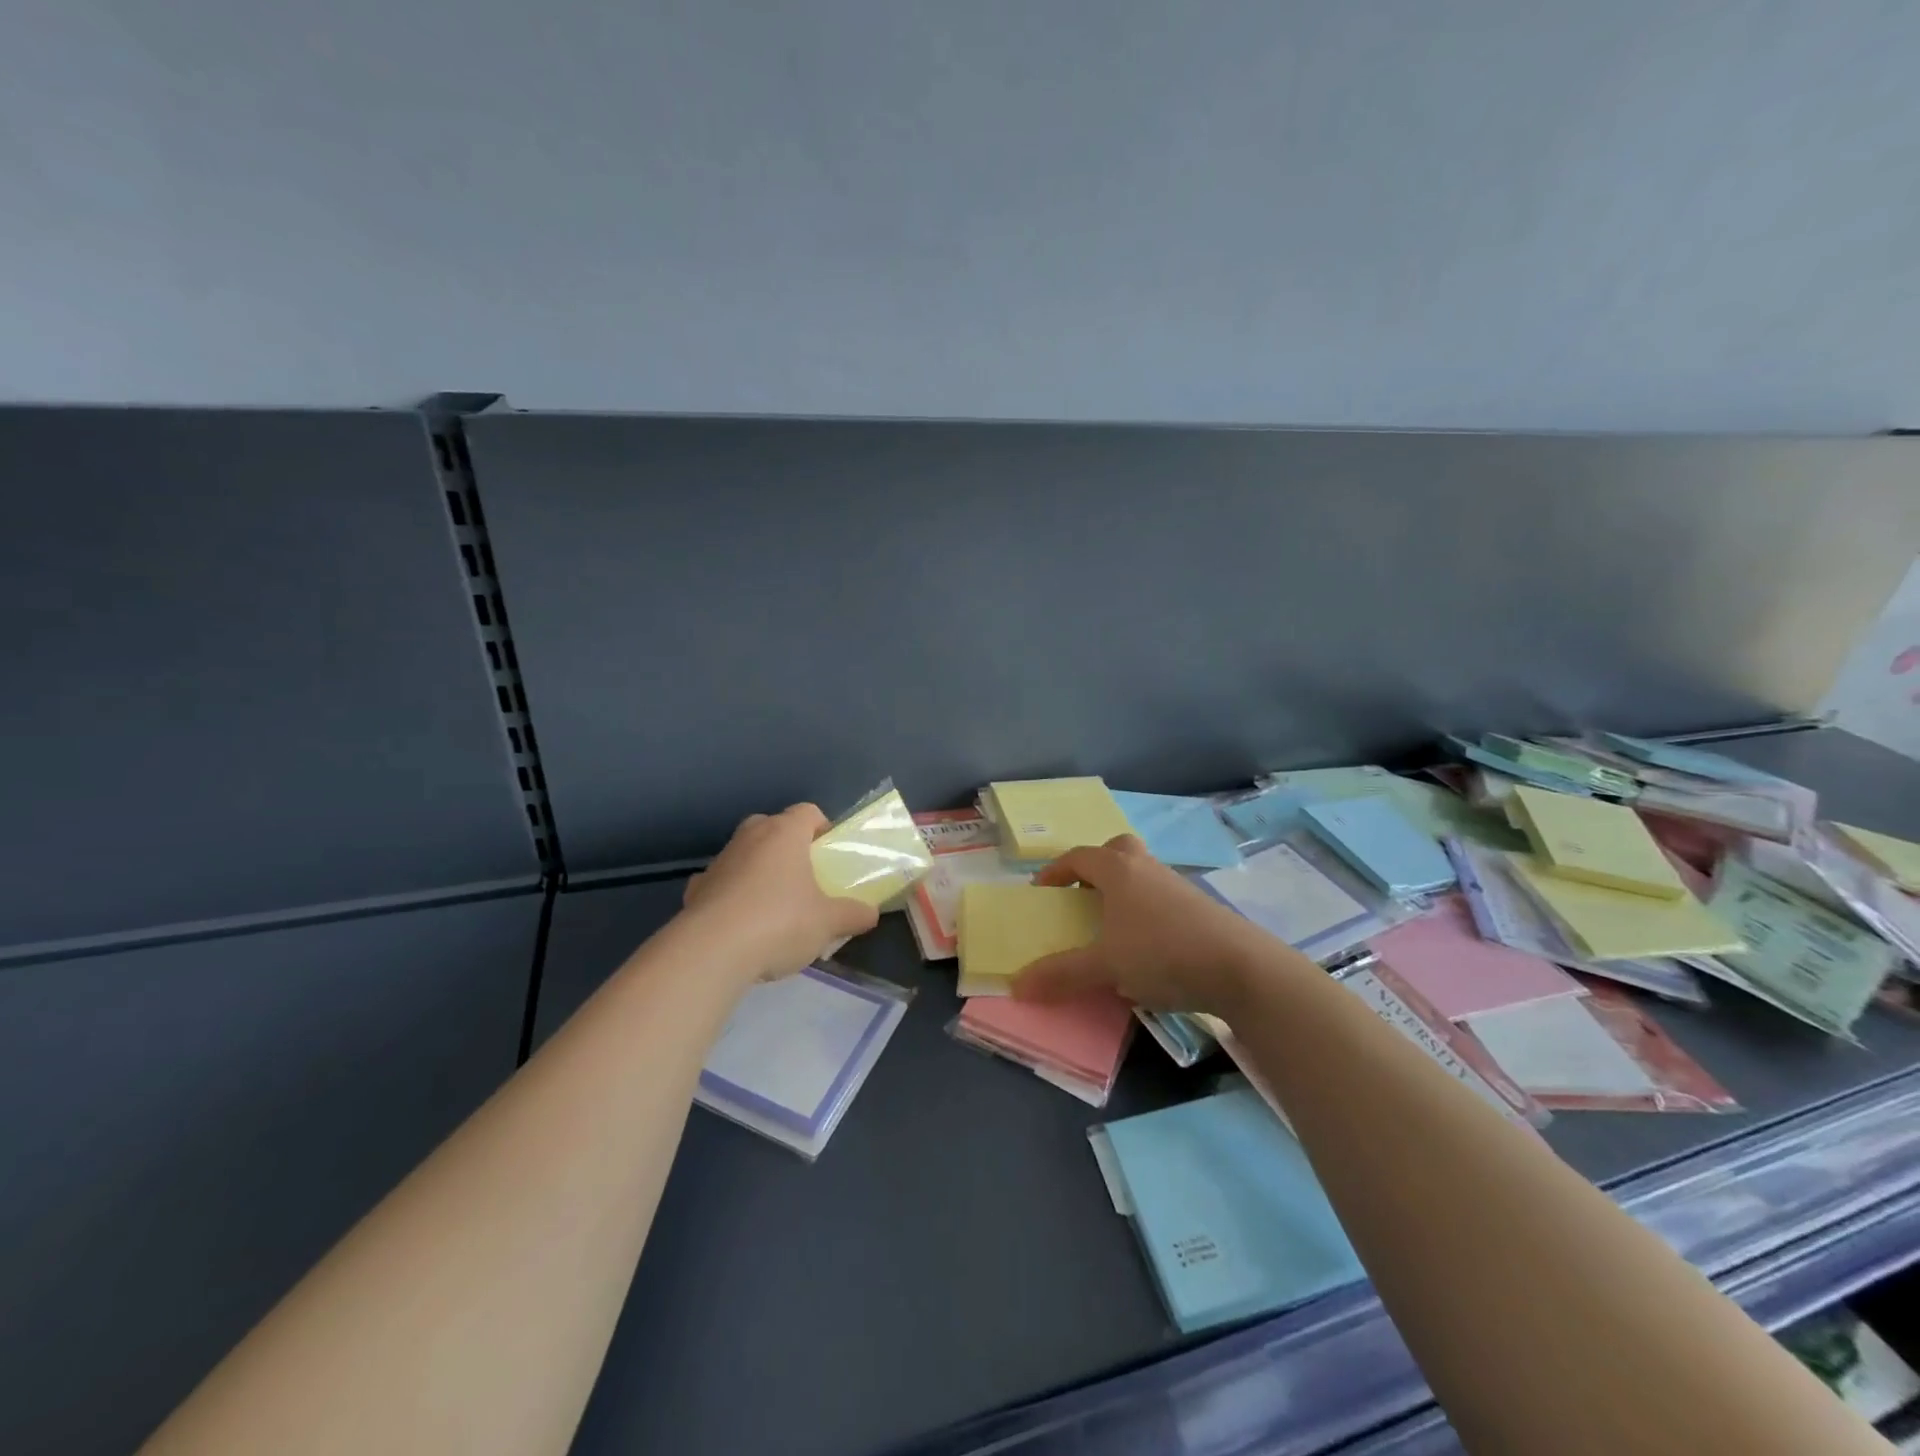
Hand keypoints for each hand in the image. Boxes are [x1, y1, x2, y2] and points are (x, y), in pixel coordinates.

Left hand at [680, 804, 879, 983]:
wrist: (712, 951)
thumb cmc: (780, 922)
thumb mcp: (829, 922)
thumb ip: (853, 914)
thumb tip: (871, 913)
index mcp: (785, 833)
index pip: (808, 812)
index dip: (822, 828)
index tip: (830, 855)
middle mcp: (750, 837)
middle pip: (773, 827)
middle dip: (788, 847)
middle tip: (804, 877)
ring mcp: (719, 861)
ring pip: (744, 854)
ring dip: (758, 871)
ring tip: (773, 907)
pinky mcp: (696, 889)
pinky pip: (719, 884)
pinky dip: (730, 896)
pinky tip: (739, 924)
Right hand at [1012, 835, 1269, 1014]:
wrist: (1240, 967)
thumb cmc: (1162, 953)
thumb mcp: (1105, 967)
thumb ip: (1061, 974)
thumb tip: (1016, 986)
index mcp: (1118, 870)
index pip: (1079, 856)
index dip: (1055, 870)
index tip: (1041, 893)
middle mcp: (1147, 868)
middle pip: (1117, 850)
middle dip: (1095, 867)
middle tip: (1083, 895)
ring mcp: (1177, 885)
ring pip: (1142, 873)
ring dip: (1122, 890)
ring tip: (1110, 927)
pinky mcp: (1200, 907)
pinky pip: (1161, 897)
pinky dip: (1145, 911)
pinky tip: (1145, 946)